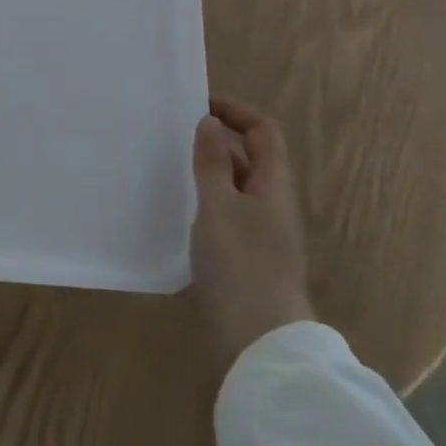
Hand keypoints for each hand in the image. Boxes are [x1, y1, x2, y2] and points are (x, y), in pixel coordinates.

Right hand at [190, 98, 315, 370]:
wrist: (260, 341)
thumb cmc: (241, 264)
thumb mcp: (219, 206)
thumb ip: (213, 163)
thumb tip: (210, 123)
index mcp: (274, 184)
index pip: (264, 131)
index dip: (235, 111)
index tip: (197, 105)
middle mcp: (274, 203)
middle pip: (252, 157)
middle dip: (219, 139)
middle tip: (176, 134)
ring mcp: (263, 232)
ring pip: (238, 186)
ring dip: (211, 170)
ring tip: (171, 166)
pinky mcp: (248, 257)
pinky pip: (228, 213)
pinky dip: (208, 200)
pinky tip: (180, 209)